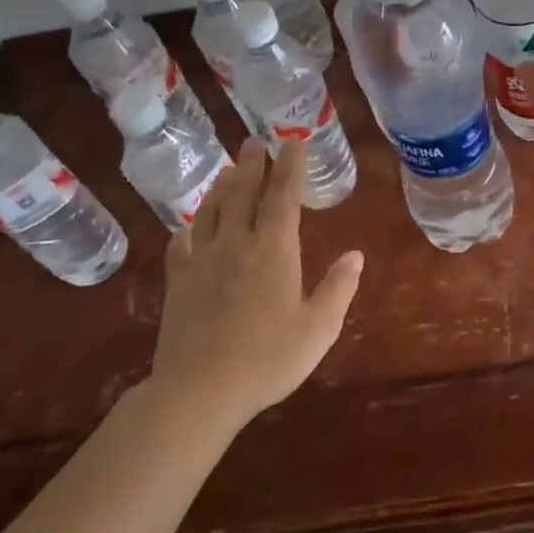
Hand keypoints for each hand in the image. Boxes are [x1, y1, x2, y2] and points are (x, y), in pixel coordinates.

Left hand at [151, 137, 363, 423]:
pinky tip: (187, 229)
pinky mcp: (178, 284)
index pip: (283, 196)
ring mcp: (202, 263)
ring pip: (210, 213)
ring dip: (221, 188)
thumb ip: (338, 288)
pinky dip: (186, 231)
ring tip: (227, 171)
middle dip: (251, 164)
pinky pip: (180, 247)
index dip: (289, 166)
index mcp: (274, 250)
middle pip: (243, 193)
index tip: (293, 142)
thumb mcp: (318, 328)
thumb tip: (355, 255)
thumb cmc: (268, 358)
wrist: (200, 391)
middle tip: (253, 141)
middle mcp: (237, 245)